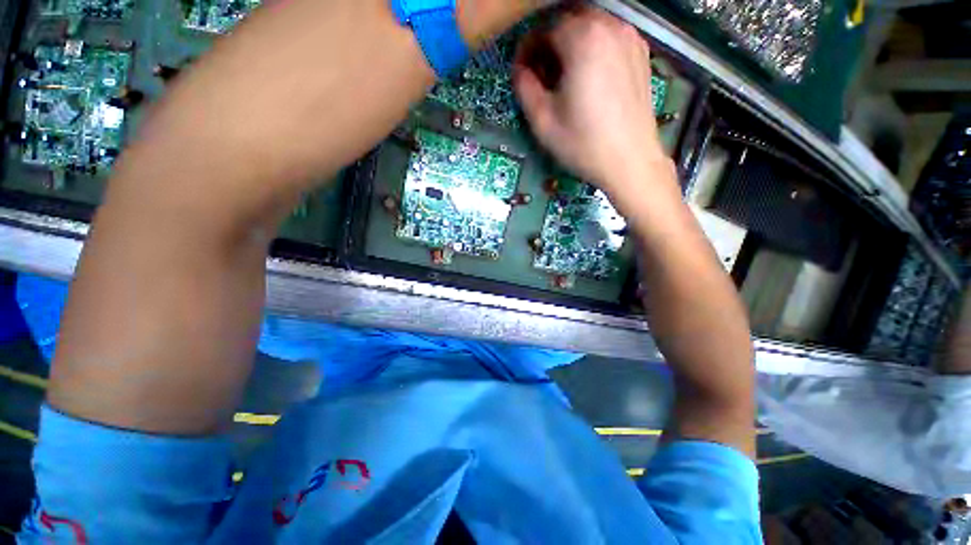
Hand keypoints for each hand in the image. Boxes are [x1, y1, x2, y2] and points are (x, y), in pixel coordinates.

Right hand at [513, 7, 670, 198]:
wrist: (629, 161)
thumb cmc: (583, 143)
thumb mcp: (543, 121)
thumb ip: (525, 87)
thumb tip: (520, 69)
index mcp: (582, 39)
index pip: (545, 28)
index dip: (528, 48)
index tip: (523, 71)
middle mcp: (609, 27)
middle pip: (569, 20)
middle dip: (550, 42)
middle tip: (542, 73)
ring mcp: (630, 38)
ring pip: (591, 26)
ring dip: (572, 44)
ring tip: (565, 76)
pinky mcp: (641, 53)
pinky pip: (610, 37)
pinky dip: (593, 48)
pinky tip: (590, 77)